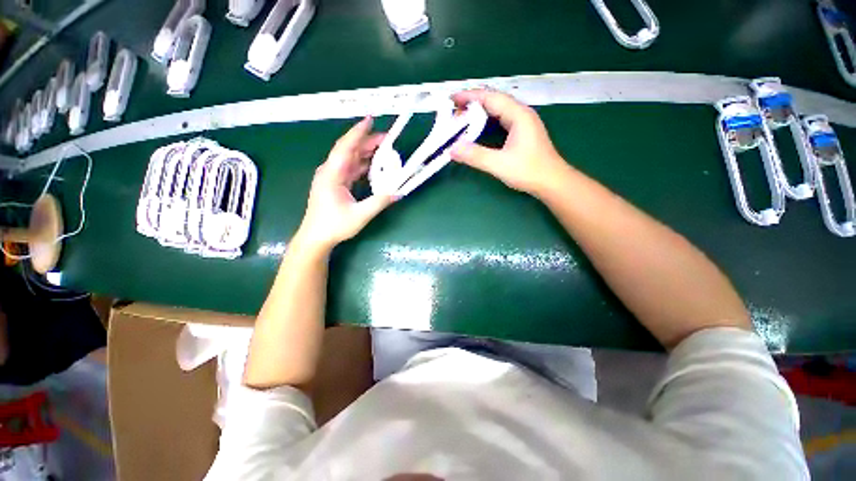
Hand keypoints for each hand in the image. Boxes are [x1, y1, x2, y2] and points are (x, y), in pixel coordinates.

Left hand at [296, 117, 394, 250]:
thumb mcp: (360, 215)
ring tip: (384, 150)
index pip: (345, 147)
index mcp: (332, 174)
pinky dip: (363, 165)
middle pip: (349, 150)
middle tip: (387, 139)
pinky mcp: (335, 184)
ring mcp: (332, 177)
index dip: (358, 132)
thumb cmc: (334, 226)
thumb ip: (379, 202)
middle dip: (367, 142)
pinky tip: (374, 166)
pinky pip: (351, 169)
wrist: (316, 237)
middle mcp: (330, 171)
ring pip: (350, 159)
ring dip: (366, 153)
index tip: (370, 120)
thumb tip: (398, 193)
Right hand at [450, 89, 568, 195]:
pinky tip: (479, 129)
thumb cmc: (529, 171)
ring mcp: (523, 123)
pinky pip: (501, 120)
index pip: (491, 97)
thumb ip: (475, 156)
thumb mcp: (499, 164)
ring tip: (463, 119)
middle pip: (494, 101)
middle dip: (472, 104)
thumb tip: (453, 149)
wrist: (552, 182)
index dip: (470, 96)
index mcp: (518, 115)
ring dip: (479, 113)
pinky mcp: (522, 133)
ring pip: (498, 110)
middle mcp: (521, 114)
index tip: (452, 99)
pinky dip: (487, 121)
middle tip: (454, 113)